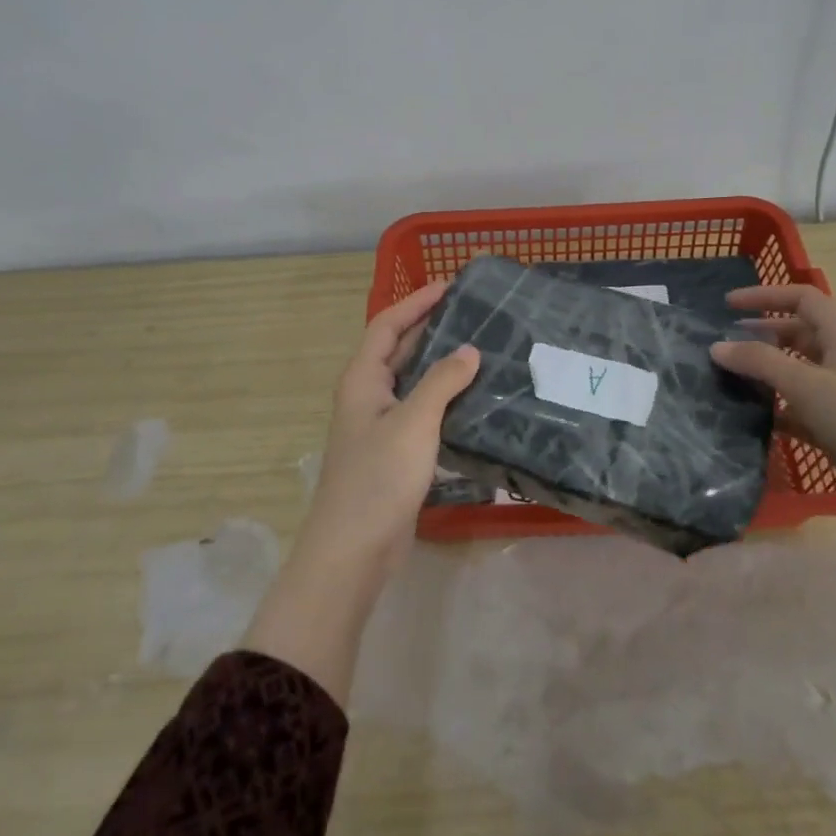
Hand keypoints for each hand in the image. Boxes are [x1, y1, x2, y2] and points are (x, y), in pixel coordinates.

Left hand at [243, 282, 477, 705]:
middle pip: (398, 350)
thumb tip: (470, 350)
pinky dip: (444, 400)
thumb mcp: (414, 422)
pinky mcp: (394, 454)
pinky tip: (474, 401)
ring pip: (412, 383)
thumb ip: (442, 382)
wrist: (353, 549)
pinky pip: (421, 413)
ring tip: (481, 350)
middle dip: (430, 328)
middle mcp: (367, 396)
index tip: (450, 286)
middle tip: (473, 315)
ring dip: (440, 365)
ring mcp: (379, 427)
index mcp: (362, 379)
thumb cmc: (378, 478)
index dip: (415, 302)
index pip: (387, 325)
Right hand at [710, 284, 835, 535]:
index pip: (802, 298)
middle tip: (721, 346)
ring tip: (726, 381)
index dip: (765, 296)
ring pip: (796, 371)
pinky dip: (776, 408)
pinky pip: (799, 407)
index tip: (727, 305)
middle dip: (759, 335)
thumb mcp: (808, 386)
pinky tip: (749, 418)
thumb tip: (716, 346)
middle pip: (796, 333)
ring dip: (764, 373)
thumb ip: (759, 362)